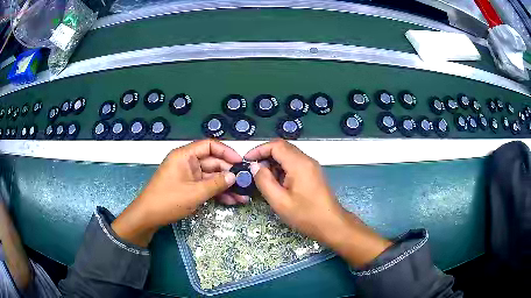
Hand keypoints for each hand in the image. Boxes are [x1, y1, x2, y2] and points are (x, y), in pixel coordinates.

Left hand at [112, 139, 242, 246]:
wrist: (148, 216)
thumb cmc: (168, 200)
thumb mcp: (194, 193)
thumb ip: (216, 184)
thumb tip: (234, 176)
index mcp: (185, 156)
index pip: (209, 146)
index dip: (226, 152)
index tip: (240, 162)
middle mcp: (187, 162)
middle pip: (212, 162)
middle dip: (229, 174)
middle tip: (246, 184)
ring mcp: (188, 176)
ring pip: (211, 177)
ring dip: (226, 186)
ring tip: (243, 196)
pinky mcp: (188, 187)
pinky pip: (206, 186)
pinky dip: (217, 193)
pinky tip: (231, 201)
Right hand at [245, 139, 390, 266]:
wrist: (331, 224)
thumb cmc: (305, 215)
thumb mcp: (279, 201)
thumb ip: (264, 181)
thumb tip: (255, 166)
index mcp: (299, 164)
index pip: (276, 145)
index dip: (259, 149)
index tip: (247, 160)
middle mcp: (307, 160)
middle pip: (283, 148)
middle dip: (265, 156)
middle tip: (254, 171)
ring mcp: (311, 166)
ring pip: (288, 155)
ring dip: (274, 163)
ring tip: (264, 179)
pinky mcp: (313, 173)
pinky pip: (295, 164)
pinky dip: (283, 168)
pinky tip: (278, 183)